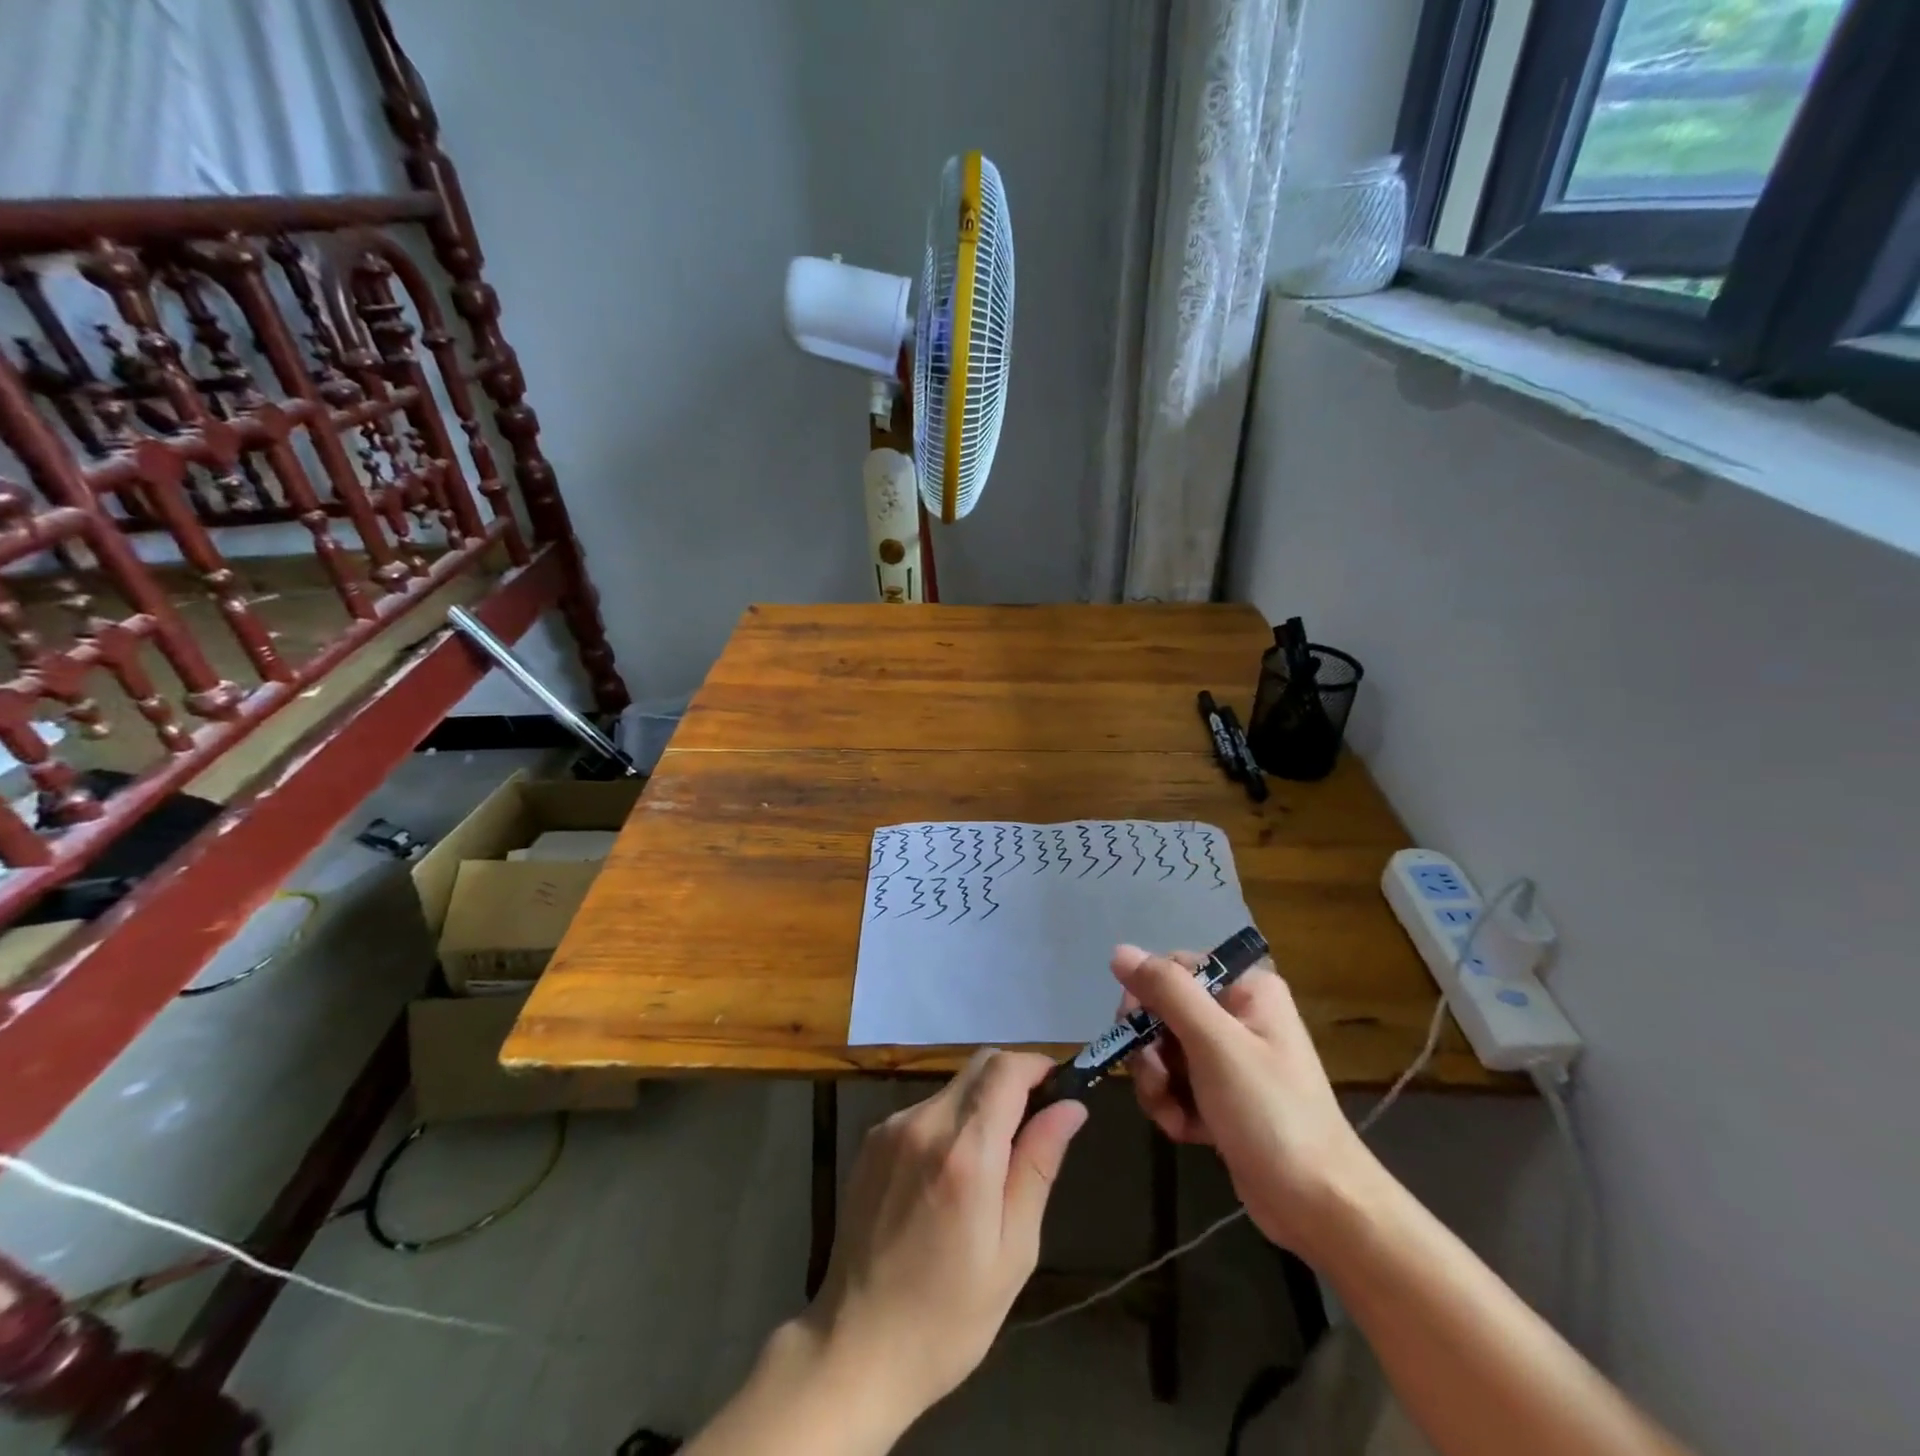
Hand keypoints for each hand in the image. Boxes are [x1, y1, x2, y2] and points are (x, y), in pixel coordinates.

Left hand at [802, 1050, 1087, 1428]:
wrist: (855, 1348)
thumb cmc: (949, 1317)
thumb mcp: (1013, 1250)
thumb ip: (1039, 1165)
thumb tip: (1071, 1106)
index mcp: (964, 1152)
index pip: (1006, 1069)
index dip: (1038, 1066)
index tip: (1060, 1086)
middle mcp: (923, 1123)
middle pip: (979, 1065)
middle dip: (1014, 1079)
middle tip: (1034, 1124)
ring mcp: (890, 1128)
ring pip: (952, 1087)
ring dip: (981, 1103)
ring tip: (991, 1164)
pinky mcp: (870, 1140)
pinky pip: (924, 1110)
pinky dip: (949, 1122)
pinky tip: (948, 1175)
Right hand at [1114, 944, 1373, 1258]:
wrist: (1319, 1208)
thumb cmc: (1270, 1114)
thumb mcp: (1214, 1044)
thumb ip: (1168, 991)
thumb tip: (1119, 951)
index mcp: (1246, 989)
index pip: (1173, 970)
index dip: (1146, 998)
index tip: (1136, 1033)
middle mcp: (1238, 1015)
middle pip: (1163, 1013)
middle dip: (1150, 1052)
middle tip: (1158, 1081)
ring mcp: (1231, 1058)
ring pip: (1164, 1053)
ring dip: (1157, 1085)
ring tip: (1174, 1115)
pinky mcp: (1223, 1097)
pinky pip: (1177, 1085)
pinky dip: (1173, 1107)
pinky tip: (1188, 1132)